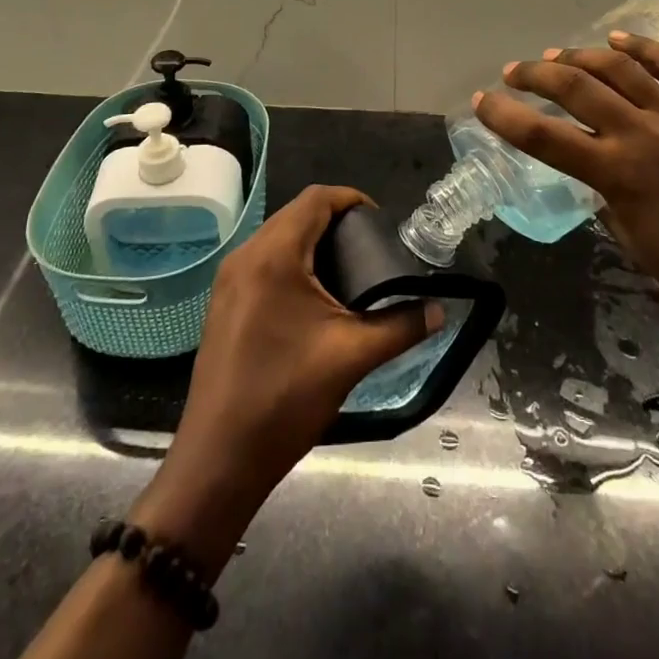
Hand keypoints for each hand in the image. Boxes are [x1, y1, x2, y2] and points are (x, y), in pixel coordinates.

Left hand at [129, 186, 439, 578]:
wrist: (219, 459)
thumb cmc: (286, 397)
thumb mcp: (351, 357)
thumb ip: (400, 326)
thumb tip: (439, 311)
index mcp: (274, 255)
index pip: (316, 199)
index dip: (351, 200)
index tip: (381, 223)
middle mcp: (246, 255)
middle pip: (296, 214)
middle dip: (335, 222)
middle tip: (370, 247)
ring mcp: (229, 279)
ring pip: (277, 238)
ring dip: (312, 243)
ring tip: (348, 271)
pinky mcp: (223, 302)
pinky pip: (263, 262)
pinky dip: (292, 262)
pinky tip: (314, 298)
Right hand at [473, 33, 658, 361]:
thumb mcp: (627, 233)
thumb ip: (601, 187)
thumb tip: (587, 157)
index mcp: (617, 174)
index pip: (543, 135)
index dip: (505, 116)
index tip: (482, 102)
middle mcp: (644, 135)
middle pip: (575, 86)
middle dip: (535, 74)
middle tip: (514, 73)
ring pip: (620, 67)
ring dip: (580, 55)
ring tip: (556, 55)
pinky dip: (642, 48)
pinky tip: (617, 39)